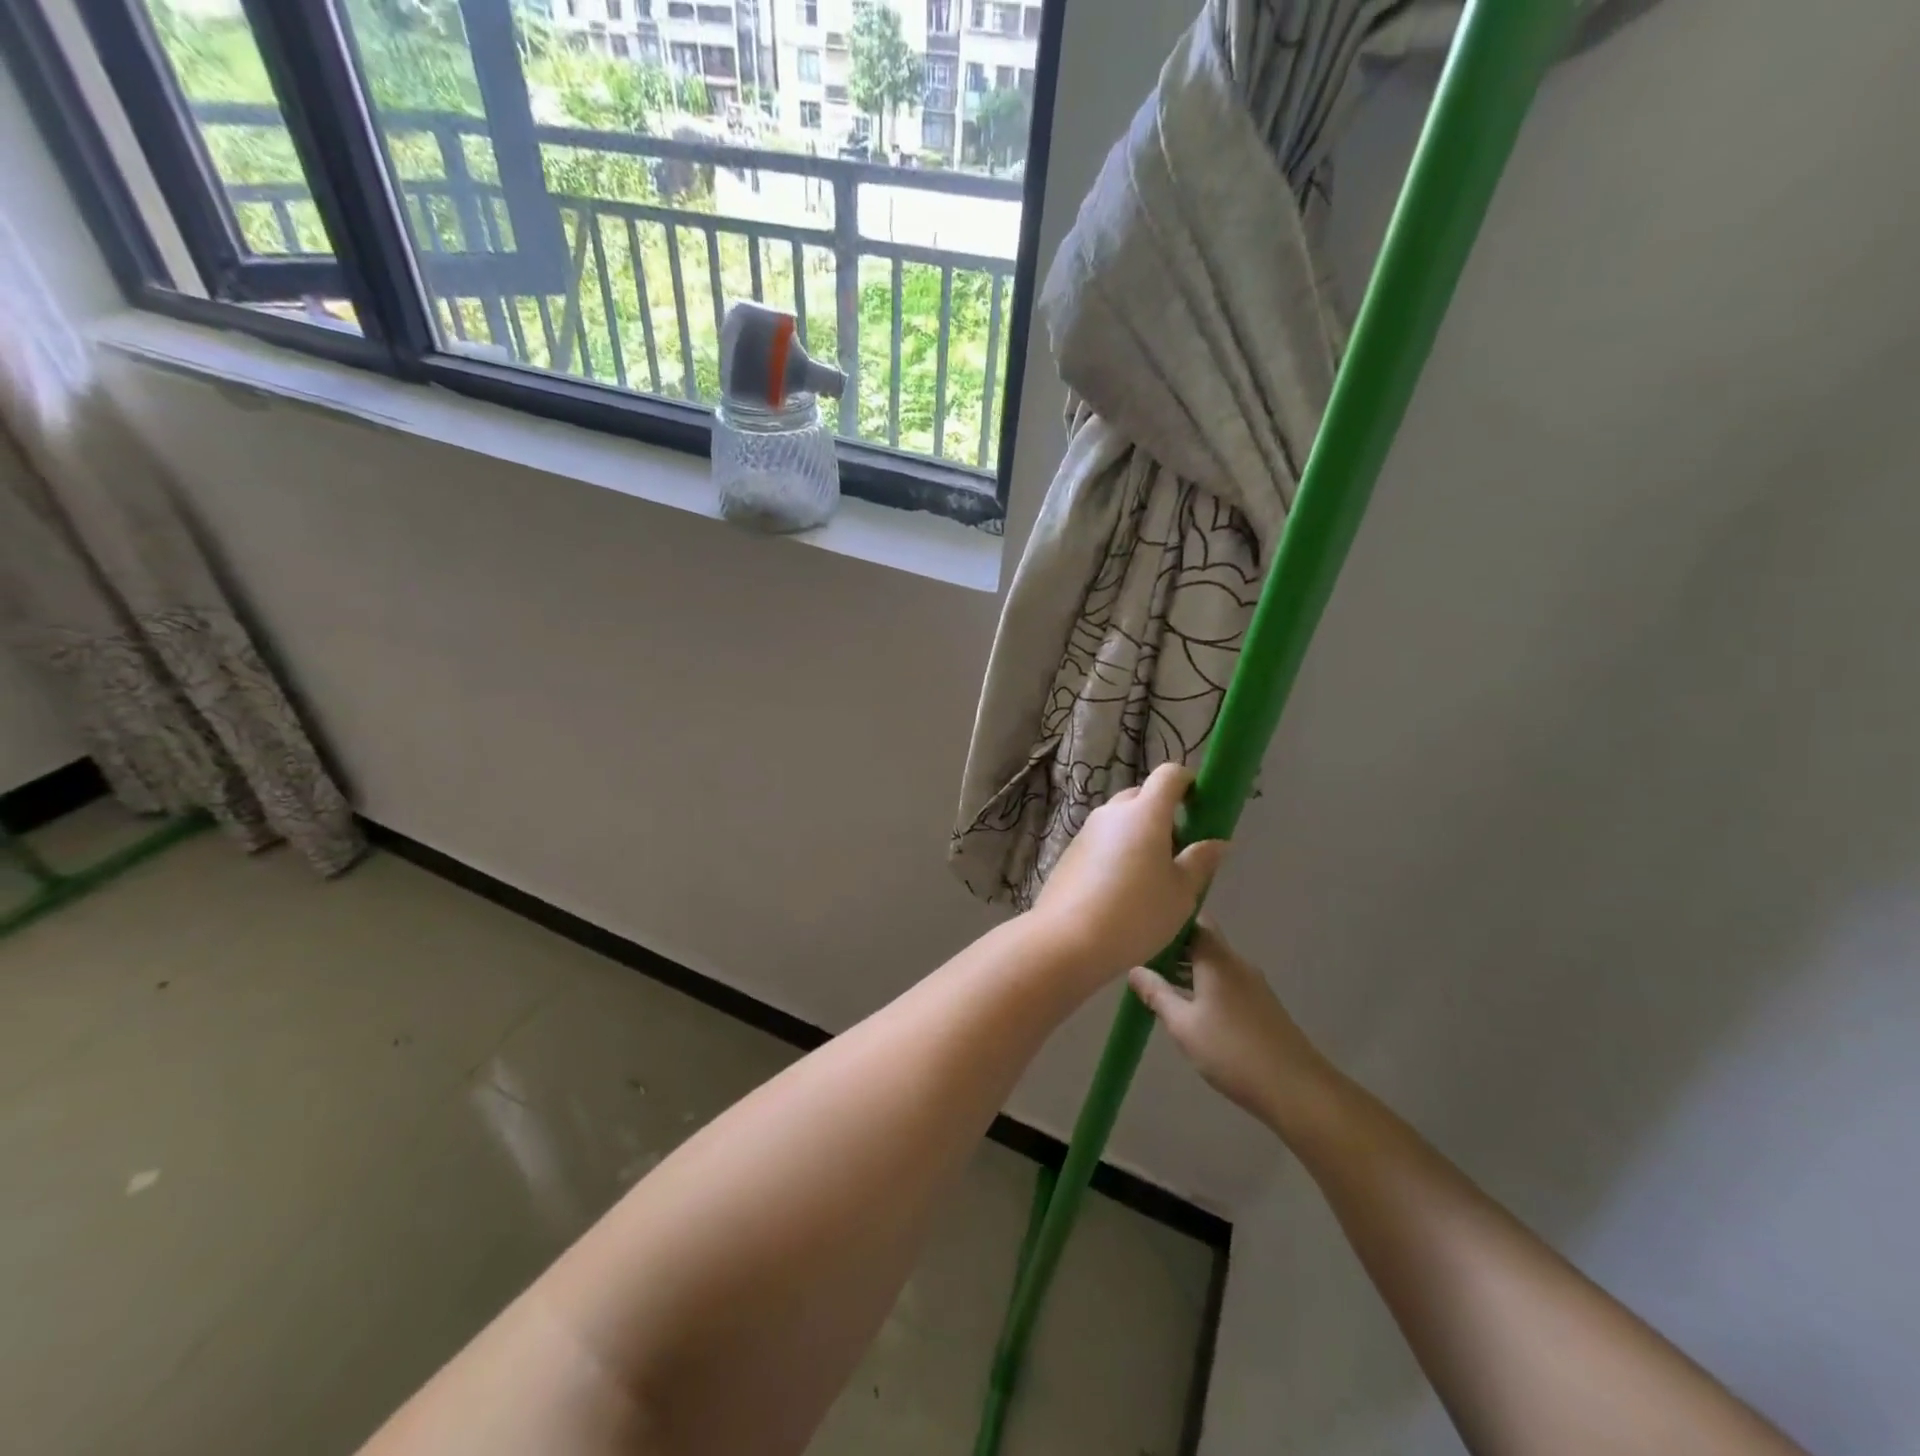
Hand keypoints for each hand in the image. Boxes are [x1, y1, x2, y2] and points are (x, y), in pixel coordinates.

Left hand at [1028, 763, 1226, 977]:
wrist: (1067, 940)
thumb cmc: (1136, 914)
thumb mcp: (1181, 893)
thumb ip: (1200, 861)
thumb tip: (1217, 842)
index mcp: (1145, 813)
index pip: (1169, 774)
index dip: (1188, 783)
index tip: (1200, 807)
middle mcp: (1112, 812)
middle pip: (1142, 796)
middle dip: (1164, 814)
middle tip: (1178, 852)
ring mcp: (1086, 831)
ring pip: (1120, 820)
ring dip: (1139, 835)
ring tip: (1152, 878)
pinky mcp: (1070, 852)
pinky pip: (1102, 841)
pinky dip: (1117, 852)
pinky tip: (1122, 891)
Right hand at [1130, 921, 1339, 1130]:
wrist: (1295, 1088)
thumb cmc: (1231, 1050)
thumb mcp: (1183, 1024)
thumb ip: (1157, 994)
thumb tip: (1134, 970)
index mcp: (1217, 959)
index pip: (1191, 922)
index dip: (1166, 922)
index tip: (1142, 934)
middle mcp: (1236, 963)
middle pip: (1202, 941)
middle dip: (1173, 948)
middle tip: (1142, 961)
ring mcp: (1252, 984)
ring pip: (1213, 964)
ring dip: (1187, 969)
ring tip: (1158, 985)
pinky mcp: (1260, 1005)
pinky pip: (1225, 982)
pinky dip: (1203, 986)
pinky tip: (1188, 1008)